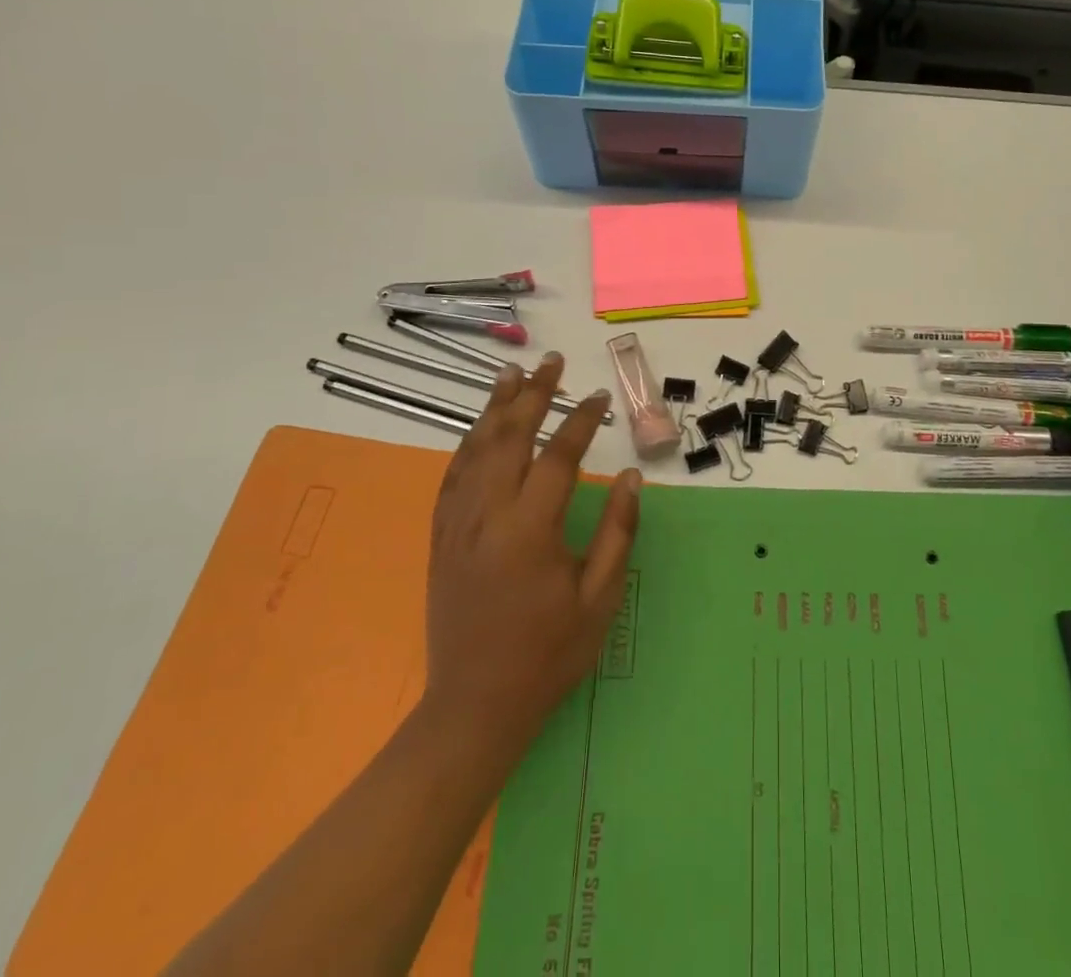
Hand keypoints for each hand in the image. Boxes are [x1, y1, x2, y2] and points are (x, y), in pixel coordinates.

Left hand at [419, 352, 640, 756]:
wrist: (474, 707)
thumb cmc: (547, 654)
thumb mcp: (599, 600)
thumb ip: (617, 532)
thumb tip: (629, 476)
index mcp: (529, 530)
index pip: (558, 456)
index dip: (581, 421)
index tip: (599, 398)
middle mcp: (487, 516)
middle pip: (509, 438)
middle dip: (533, 395)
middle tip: (552, 363)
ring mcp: (457, 525)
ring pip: (475, 450)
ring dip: (495, 408)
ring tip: (512, 374)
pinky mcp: (441, 539)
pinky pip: (452, 477)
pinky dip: (467, 444)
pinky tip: (478, 429)